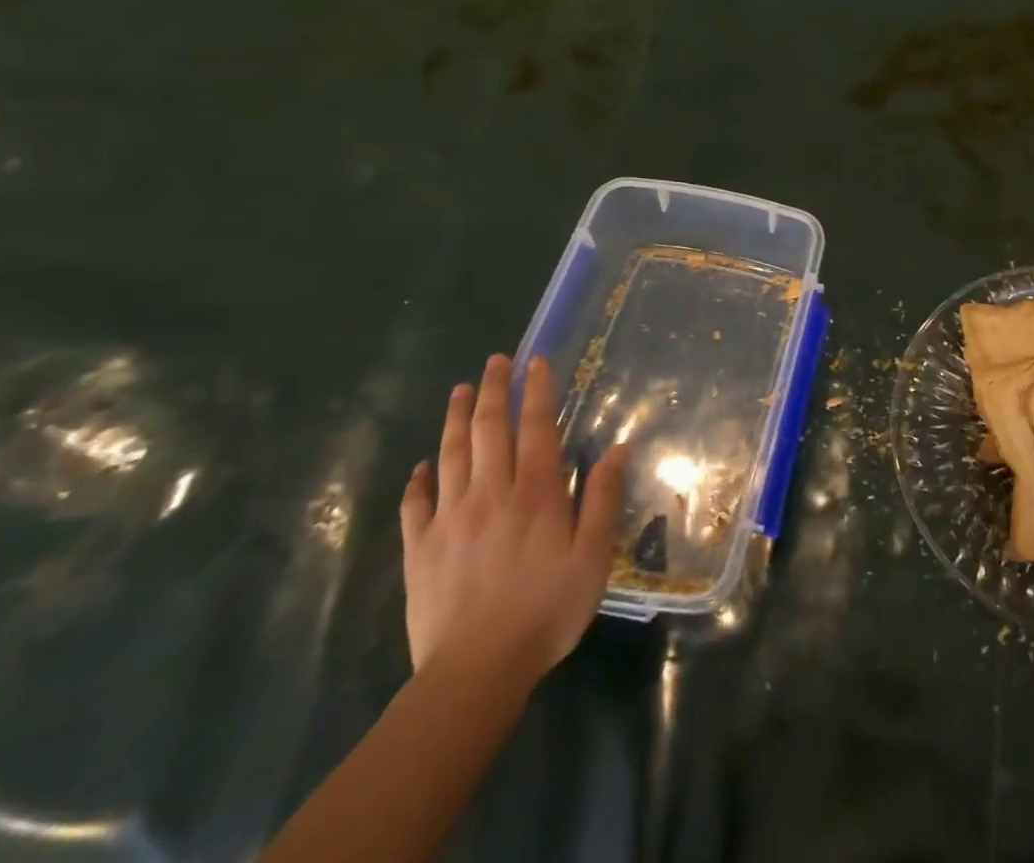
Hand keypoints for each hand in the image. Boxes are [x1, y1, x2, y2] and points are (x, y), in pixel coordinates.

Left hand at [400, 355, 627, 688]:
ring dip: (455, 419)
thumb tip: (617, 450)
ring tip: (459, 391)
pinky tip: (422, 465)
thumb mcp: (592, 557)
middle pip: (487, 430)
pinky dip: (419, 478)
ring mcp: (449, 519)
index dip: (536, 391)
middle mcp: (490, 493)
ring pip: (450, 455)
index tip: (535, 362)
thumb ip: (603, 499)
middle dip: (492, 391)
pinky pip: (416, 504)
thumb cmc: (546, 610)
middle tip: (494, 361)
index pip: (535, 427)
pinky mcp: (420, 549)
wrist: (475, 671)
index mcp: (534, 493)